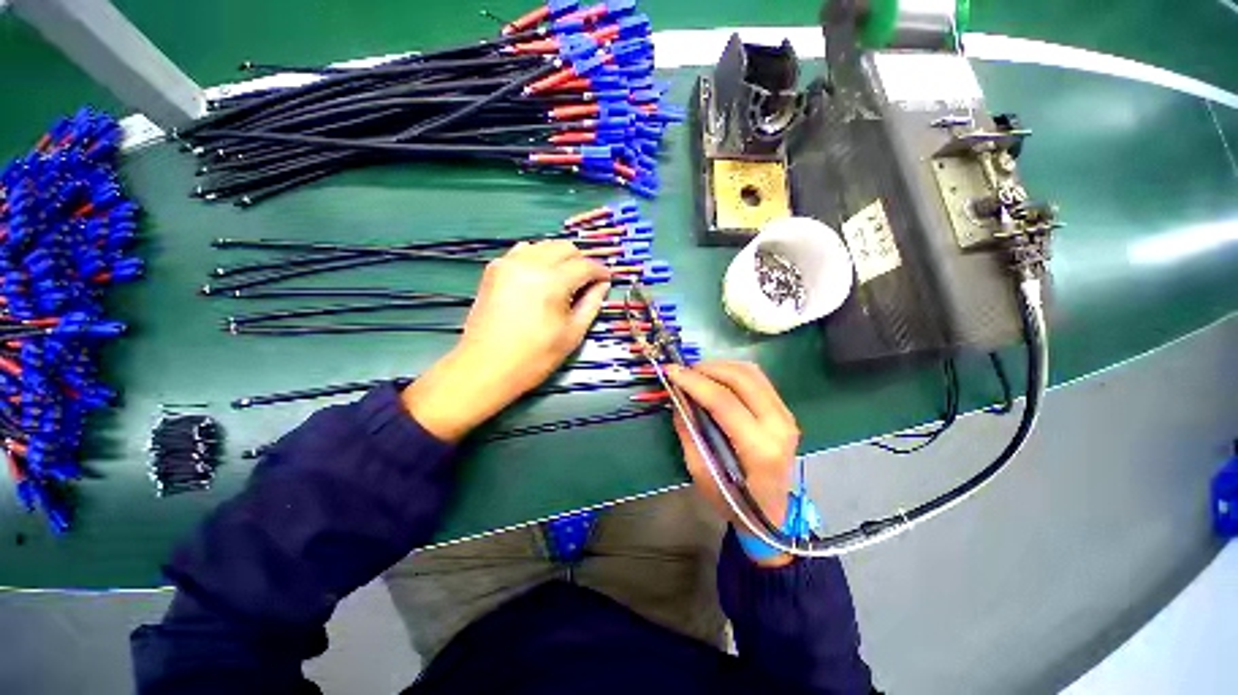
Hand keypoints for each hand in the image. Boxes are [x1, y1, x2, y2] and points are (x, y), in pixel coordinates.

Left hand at [402, 240, 610, 441]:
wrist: (486, 367)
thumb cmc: (534, 357)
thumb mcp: (572, 334)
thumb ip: (591, 304)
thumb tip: (602, 285)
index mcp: (552, 281)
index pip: (585, 265)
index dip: (600, 271)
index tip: (607, 280)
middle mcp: (530, 263)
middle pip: (565, 248)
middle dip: (581, 262)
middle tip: (586, 282)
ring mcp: (509, 263)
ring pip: (544, 246)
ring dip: (560, 258)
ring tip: (565, 280)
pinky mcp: (495, 269)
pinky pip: (523, 251)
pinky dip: (538, 258)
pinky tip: (541, 277)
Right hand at [667, 361, 799, 566]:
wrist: (771, 514)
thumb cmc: (733, 501)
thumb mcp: (701, 472)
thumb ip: (689, 431)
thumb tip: (678, 397)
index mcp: (760, 449)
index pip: (724, 402)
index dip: (694, 382)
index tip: (671, 371)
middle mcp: (779, 426)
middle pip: (741, 379)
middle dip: (707, 369)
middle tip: (683, 372)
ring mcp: (786, 416)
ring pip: (751, 373)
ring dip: (720, 366)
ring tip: (696, 373)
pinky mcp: (785, 411)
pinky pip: (758, 379)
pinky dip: (733, 372)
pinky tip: (716, 378)